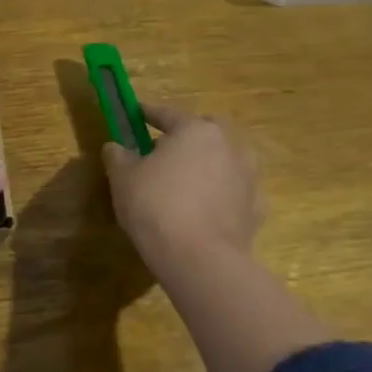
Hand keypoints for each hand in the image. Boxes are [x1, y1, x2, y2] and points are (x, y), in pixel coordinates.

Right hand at [102, 102, 262, 277]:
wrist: (200, 259)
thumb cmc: (156, 206)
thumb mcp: (123, 178)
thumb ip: (118, 156)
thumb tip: (115, 147)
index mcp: (196, 130)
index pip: (169, 113)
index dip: (149, 113)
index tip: (136, 112)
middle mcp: (229, 146)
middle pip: (208, 131)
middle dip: (189, 135)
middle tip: (166, 150)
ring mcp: (248, 178)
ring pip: (227, 160)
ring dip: (209, 164)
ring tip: (188, 181)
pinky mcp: (257, 209)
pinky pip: (235, 192)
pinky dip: (222, 195)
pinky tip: (206, 210)